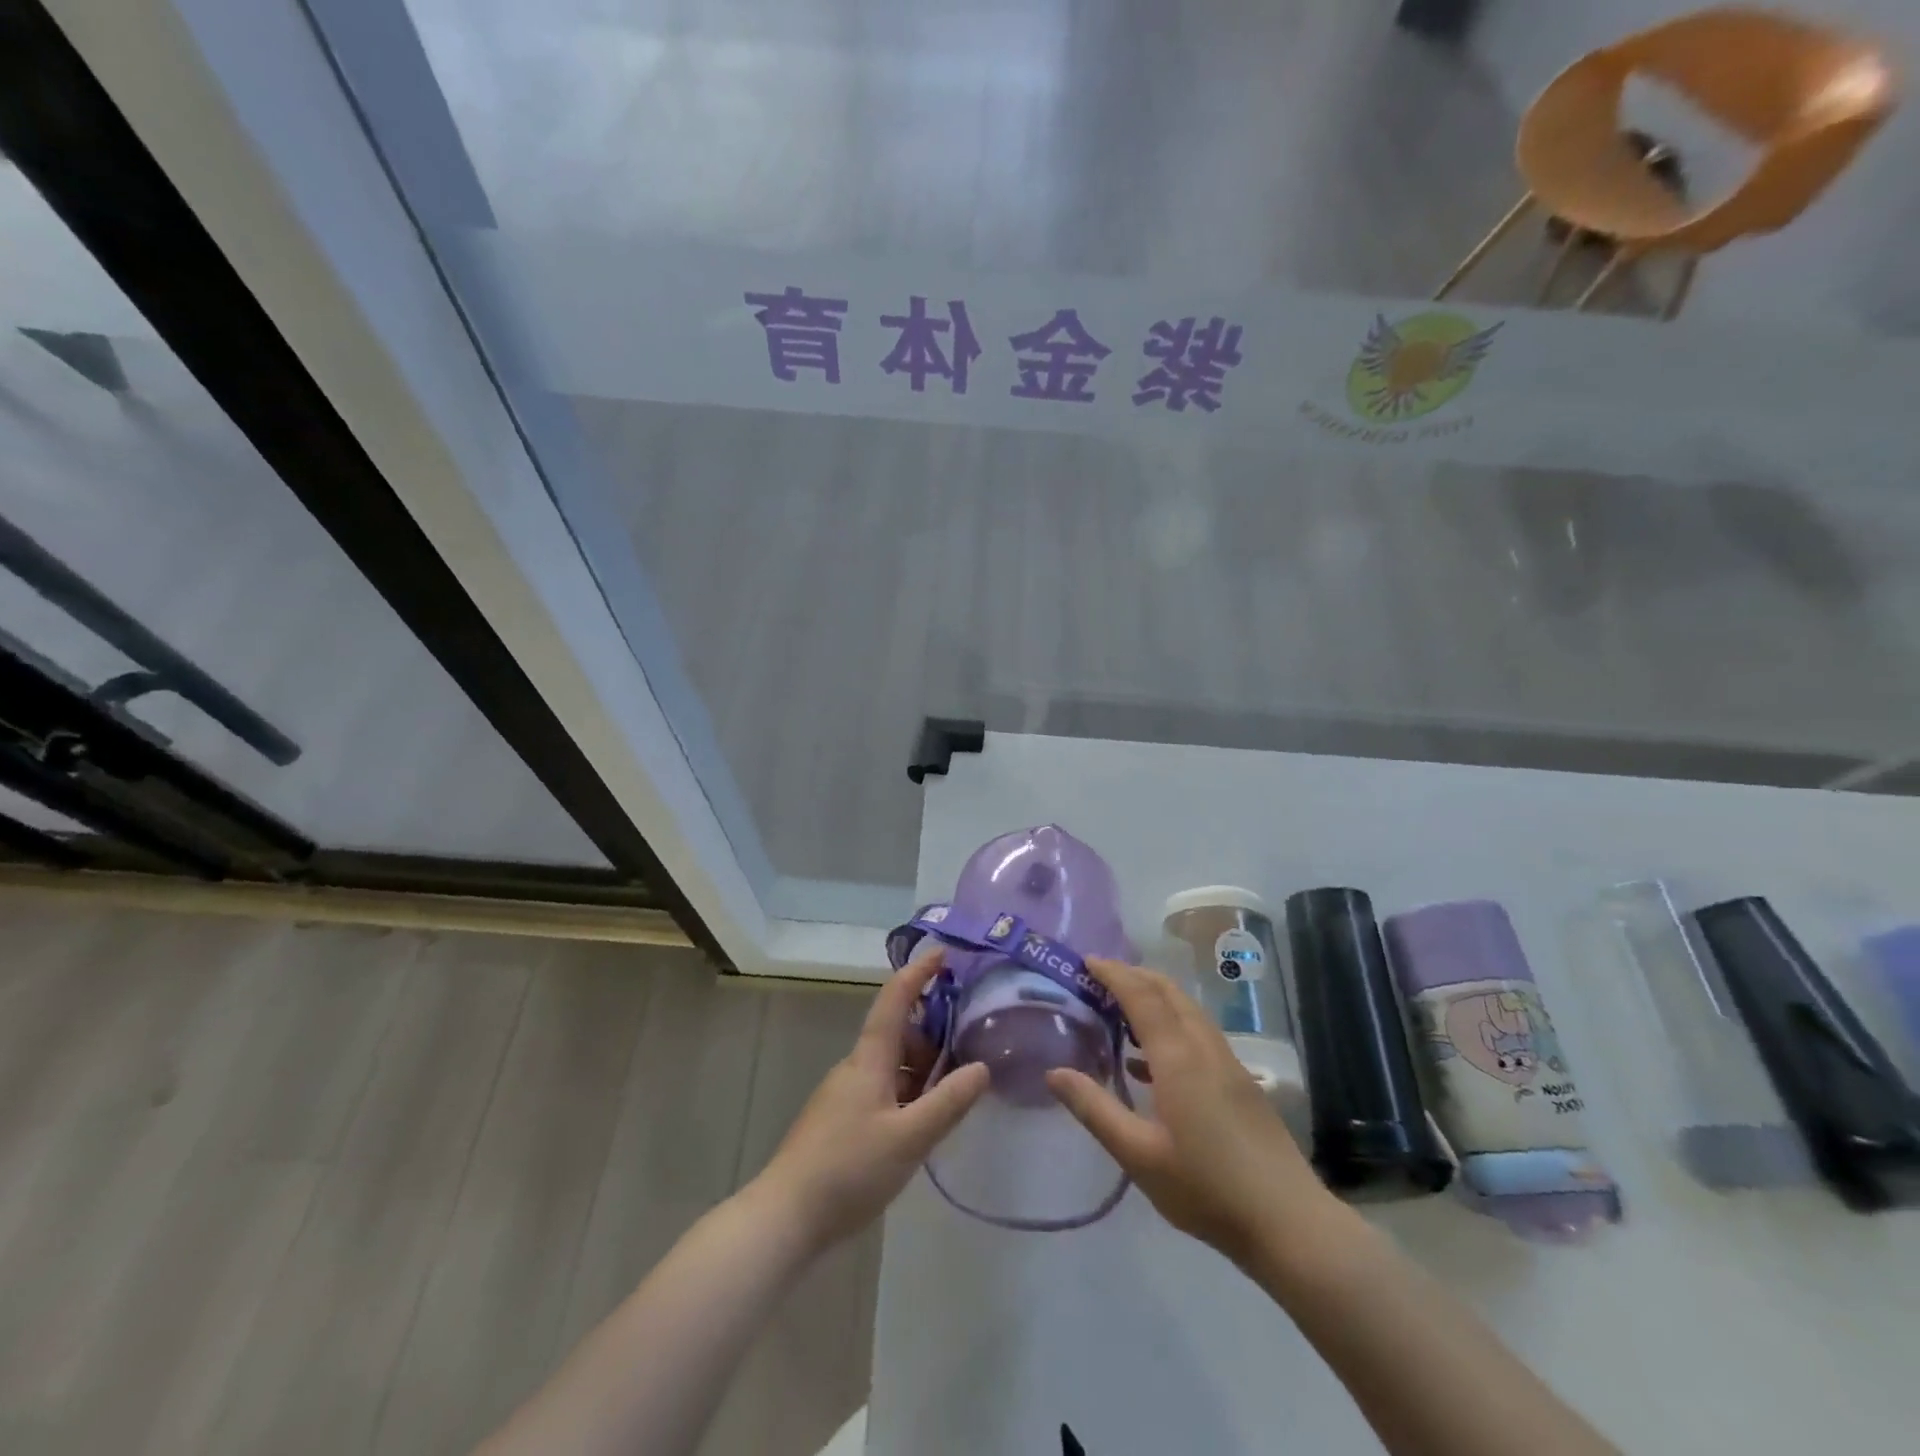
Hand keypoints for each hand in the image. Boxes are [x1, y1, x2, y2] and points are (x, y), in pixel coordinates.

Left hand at [755, 949, 989, 1250]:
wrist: (786, 1217)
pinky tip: (925, 1117)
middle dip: (932, 1029)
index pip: (894, 1001)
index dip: (917, 973)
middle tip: (969, 1036)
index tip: (942, 952)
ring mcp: (846, 1095)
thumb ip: (948, 1102)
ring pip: (891, 1064)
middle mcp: (856, 1068)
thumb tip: (982, 1067)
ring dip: (922, 1065)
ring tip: (957, 1081)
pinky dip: (909, 1090)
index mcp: (869, 1059)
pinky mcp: (842, 1121)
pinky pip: (883, 1088)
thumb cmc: (849, 1169)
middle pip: (897, 1033)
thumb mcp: (909, 1138)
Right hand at [1047, 957, 1334, 1267]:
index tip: (1086, 960)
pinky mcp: (1240, 1082)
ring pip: (1187, 1010)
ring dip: (1154, 998)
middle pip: (1168, 992)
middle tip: (1098, 978)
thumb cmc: (1206, 1188)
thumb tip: (1054, 1073)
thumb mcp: (1139, 1155)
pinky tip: (1149, 1062)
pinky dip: (1170, 1025)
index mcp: (1178, 1057)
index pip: (1141, 995)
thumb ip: (1095, 1109)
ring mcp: (1228, 1063)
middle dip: (1134, 976)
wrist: (1290, 1222)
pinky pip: (1198, 1033)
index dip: (1113, 973)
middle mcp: (1204, 1047)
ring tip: (1119, 1011)